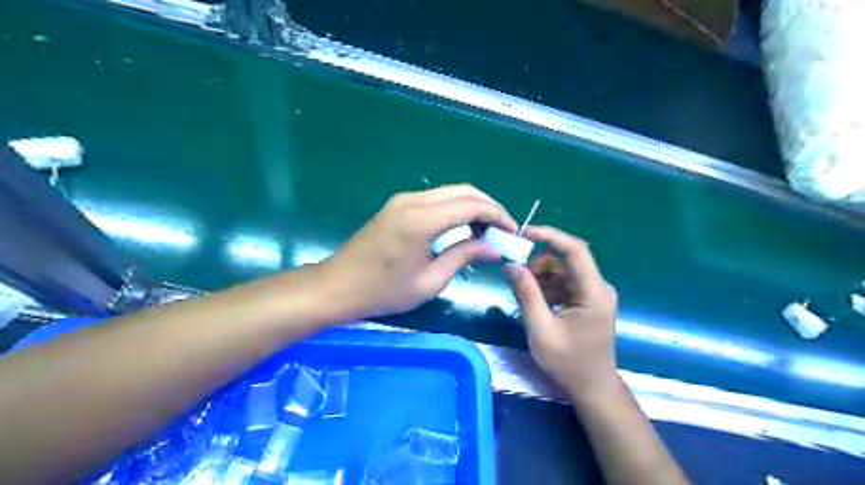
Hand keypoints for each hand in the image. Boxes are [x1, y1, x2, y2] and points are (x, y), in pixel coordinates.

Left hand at [319, 186, 516, 321]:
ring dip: (472, 206)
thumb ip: (463, 257)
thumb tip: (493, 247)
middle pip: (464, 191)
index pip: (471, 205)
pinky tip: (462, 227)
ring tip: (487, 231)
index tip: (512, 231)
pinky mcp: (397, 205)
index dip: (497, 215)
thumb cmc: (382, 292)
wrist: (337, 286)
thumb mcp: (429, 281)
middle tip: (503, 229)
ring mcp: (403, 200)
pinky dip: (455, 208)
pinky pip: (435, 199)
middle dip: (489, 207)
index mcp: (421, 220)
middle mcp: (413, 201)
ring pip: (450, 192)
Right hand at [508, 226, 620, 399]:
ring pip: (563, 271)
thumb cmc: (568, 362)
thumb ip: (527, 294)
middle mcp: (598, 287)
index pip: (575, 250)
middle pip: (566, 261)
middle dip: (539, 264)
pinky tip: (535, 303)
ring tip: (523, 296)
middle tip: (516, 276)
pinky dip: (547, 288)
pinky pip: (564, 283)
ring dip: (541, 277)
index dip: (551, 236)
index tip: (525, 234)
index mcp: (593, 292)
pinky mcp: (587, 301)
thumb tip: (512, 264)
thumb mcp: (541, 329)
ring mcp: (594, 294)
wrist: (592, 388)